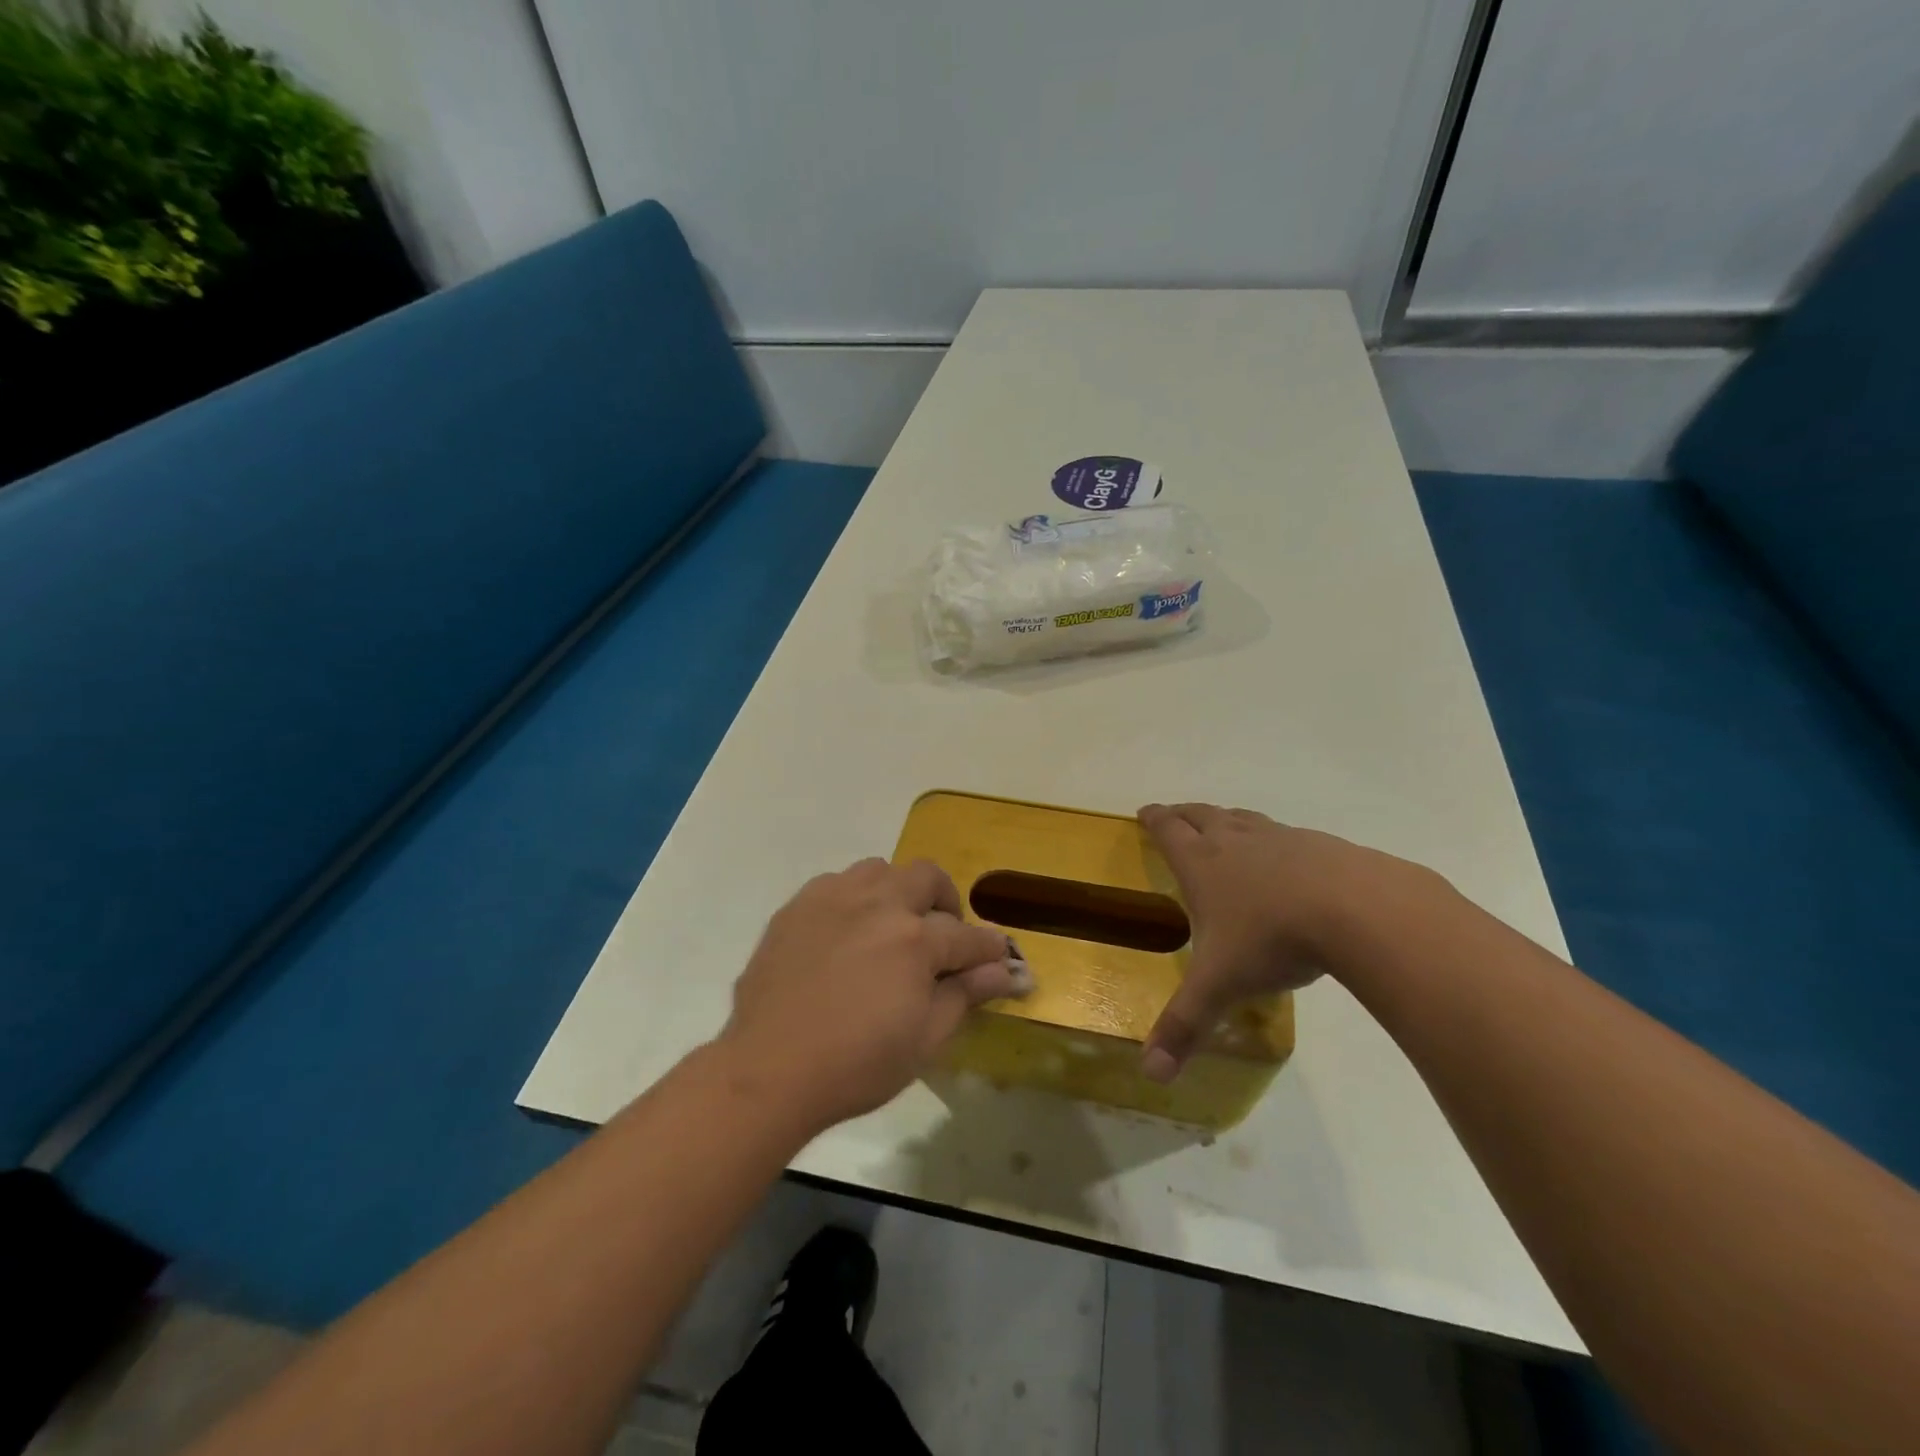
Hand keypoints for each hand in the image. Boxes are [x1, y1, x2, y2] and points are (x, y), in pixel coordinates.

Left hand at [719, 858, 1028, 1130]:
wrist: (770, 1070)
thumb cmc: (856, 1065)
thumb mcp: (925, 1040)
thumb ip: (965, 995)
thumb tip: (1004, 971)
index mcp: (915, 940)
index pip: (968, 936)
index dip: (990, 949)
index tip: (998, 959)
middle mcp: (879, 905)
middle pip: (928, 877)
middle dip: (946, 902)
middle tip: (942, 936)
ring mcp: (834, 899)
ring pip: (880, 870)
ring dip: (897, 892)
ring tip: (891, 927)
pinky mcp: (798, 906)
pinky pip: (837, 882)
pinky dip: (854, 899)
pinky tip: (847, 932)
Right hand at [1137, 803, 1435, 1081]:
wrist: (1357, 910)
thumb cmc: (1273, 939)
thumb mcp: (1221, 985)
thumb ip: (1185, 1026)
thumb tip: (1150, 1077)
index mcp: (1202, 864)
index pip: (1169, 831)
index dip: (1154, 819)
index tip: (1145, 811)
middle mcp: (1236, 841)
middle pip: (1202, 815)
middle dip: (1184, 814)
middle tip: (1175, 814)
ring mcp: (1281, 838)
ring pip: (1244, 819)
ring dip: (1227, 819)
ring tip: (1223, 826)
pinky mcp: (1322, 845)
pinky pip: (1287, 834)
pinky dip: (1274, 839)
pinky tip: (1288, 859)